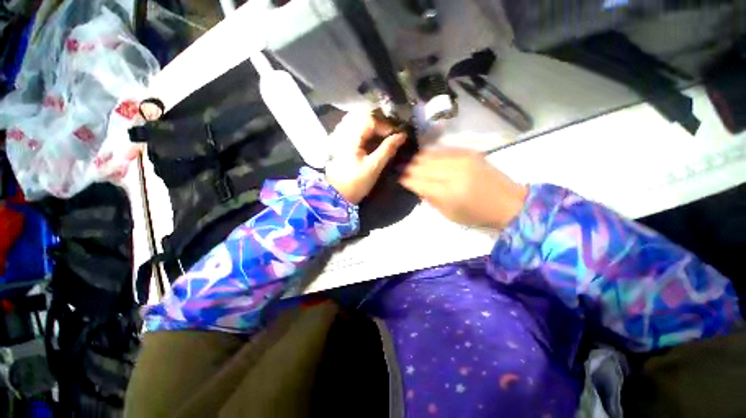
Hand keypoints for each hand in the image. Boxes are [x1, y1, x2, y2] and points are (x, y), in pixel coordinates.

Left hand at [325, 112, 406, 203]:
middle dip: (377, 123)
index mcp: (350, 138)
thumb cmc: (356, 182)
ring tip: (380, 136)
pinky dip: (362, 131)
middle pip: (361, 116)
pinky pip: (351, 129)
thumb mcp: (374, 167)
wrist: (338, 195)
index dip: (384, 126)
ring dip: (370, 126)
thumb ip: (388, 149)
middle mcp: (342, 133)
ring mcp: (338, 137)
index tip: (394, 136)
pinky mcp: (338, 144)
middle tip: (387, 134)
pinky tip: (368, 139)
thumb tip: (402, 136)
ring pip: (355, 121)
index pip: (369, 120)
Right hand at [400, 148, 526, 228]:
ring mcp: (462, 159)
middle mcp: (453, 172)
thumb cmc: (476, 215)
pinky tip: (424, 157)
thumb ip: (429, 198)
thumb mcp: (448, 214)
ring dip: (417, 158)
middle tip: (398, 167)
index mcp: (447, 192)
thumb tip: (415, 185)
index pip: (417, 180)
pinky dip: (430, 154)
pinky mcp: (469, 152)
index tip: (396, 176)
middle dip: (407, 166)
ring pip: (429, 154)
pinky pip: (442, 150)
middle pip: (421, 165)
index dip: (404, 178)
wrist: (508, 203)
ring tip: (408, 161)